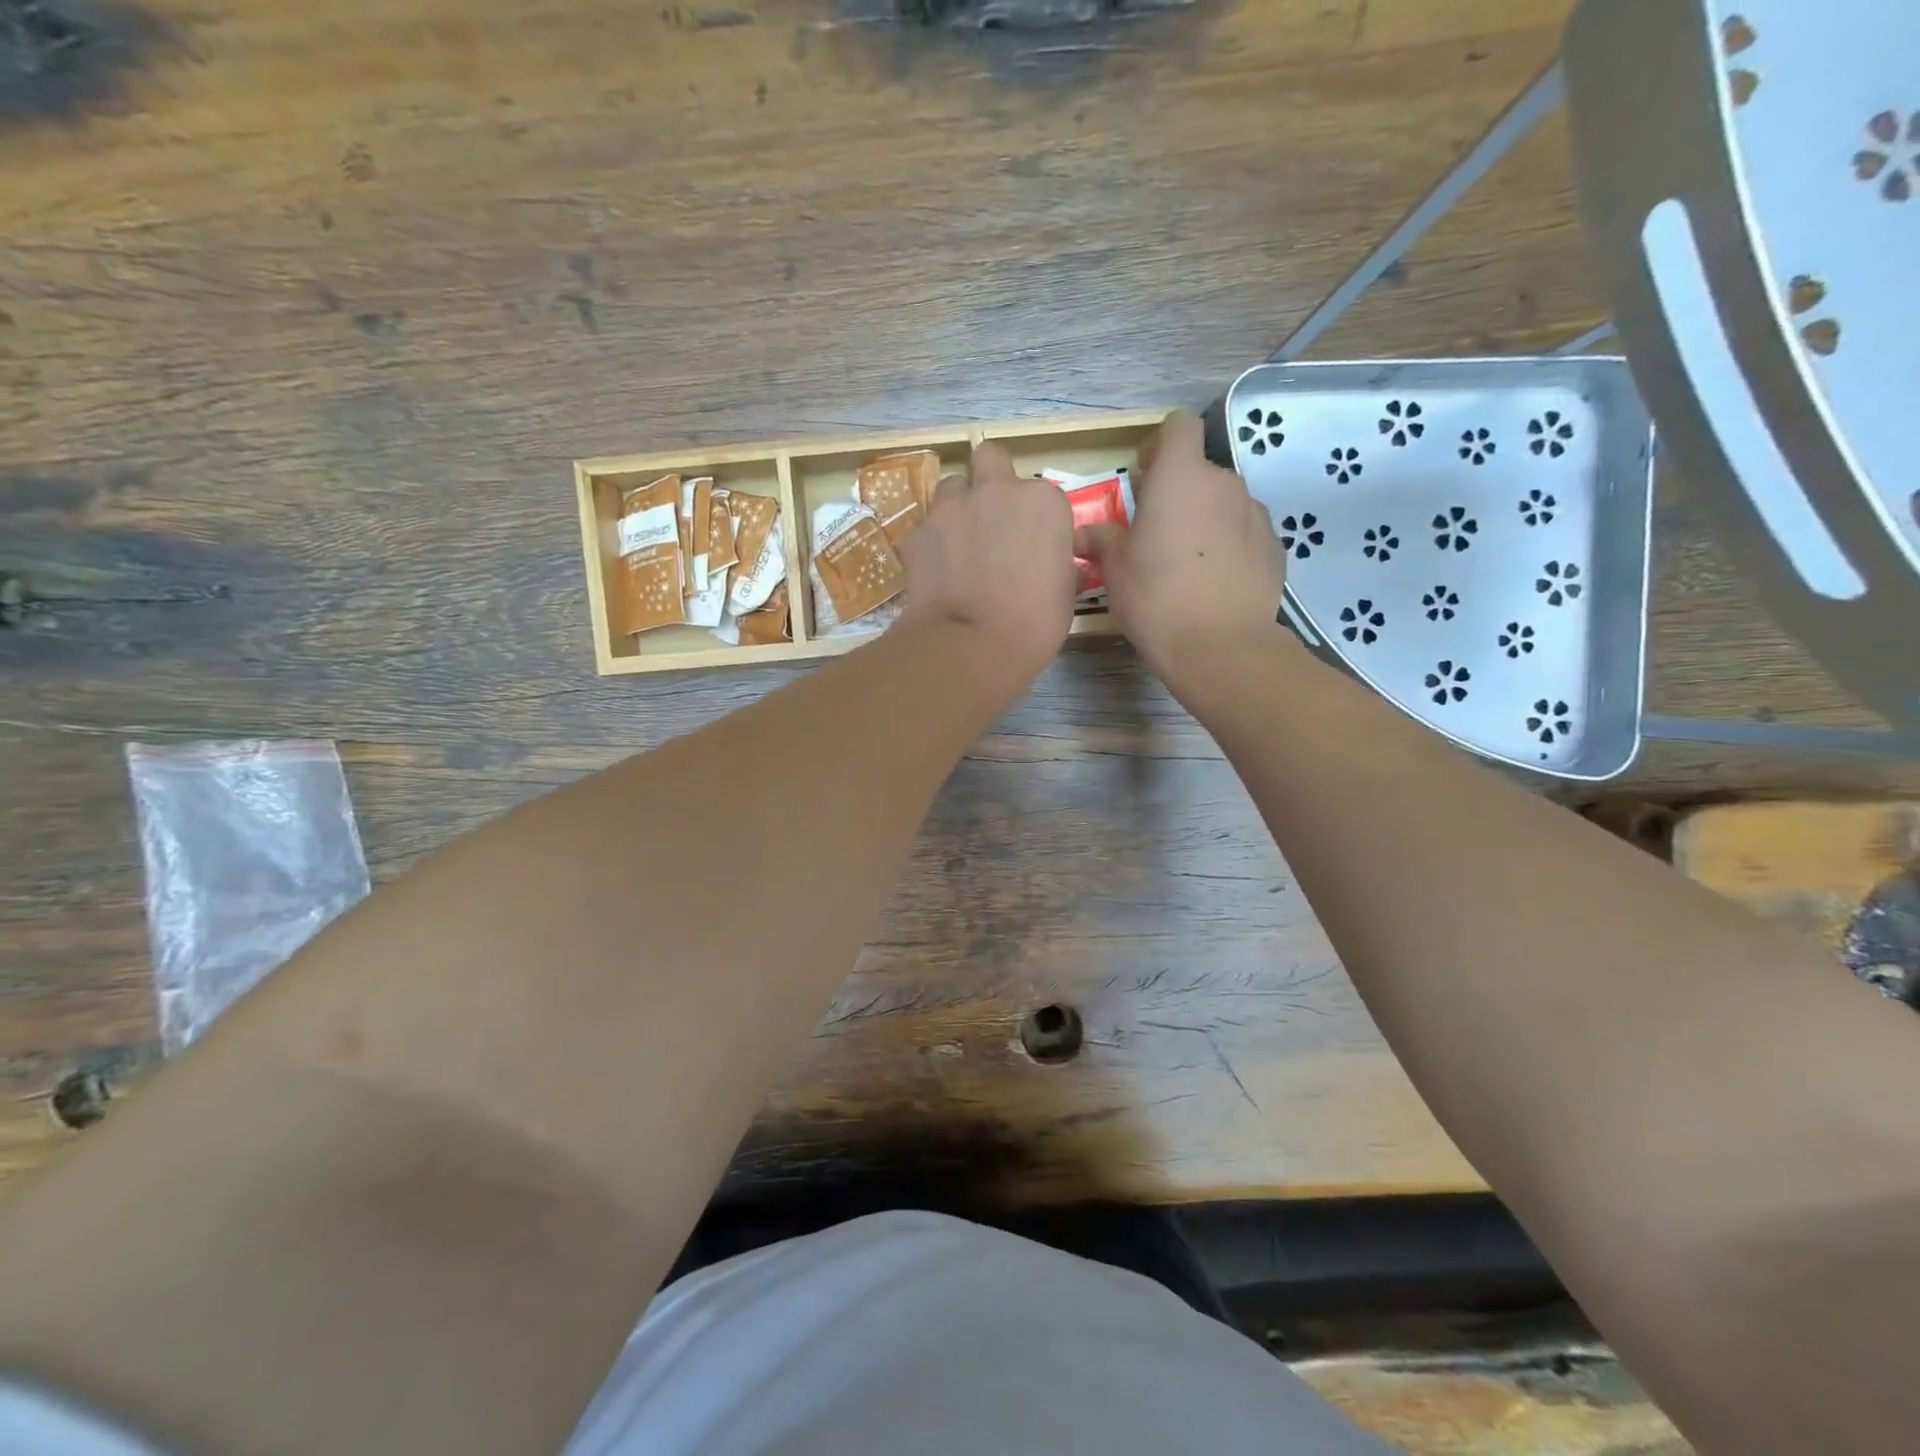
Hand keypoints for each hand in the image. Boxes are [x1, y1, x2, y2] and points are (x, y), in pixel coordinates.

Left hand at [898, 441, 1076, 677]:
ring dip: (957, 506)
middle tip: (990, 517)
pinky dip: (931, 542)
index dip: (1034, 517)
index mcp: (1043, 502)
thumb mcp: (1065, 594)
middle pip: (990, 459)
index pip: (1041, 494)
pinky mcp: (918, 531)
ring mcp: (952, 507)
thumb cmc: (1033, 624)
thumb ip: (1059, 565)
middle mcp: (997, 491)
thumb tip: (1056, 565)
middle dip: (989, 479)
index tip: (1032, 543)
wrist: (972, 644)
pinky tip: (935, 571)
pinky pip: (926, 526)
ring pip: (951, 485)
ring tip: (959, 542)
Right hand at [1076, 411, 1289, 690]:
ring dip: (1205, 520)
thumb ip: (1102, 539)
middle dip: (1179, 493)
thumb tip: (1083, 533)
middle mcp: (1223, 483)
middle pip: (1199, 472)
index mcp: (1181, 477)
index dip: (1160, 445)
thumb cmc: (1155, 597)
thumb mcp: (1115, 568)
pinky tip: (1213, 582)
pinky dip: (1229, 546)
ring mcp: (1255, 514)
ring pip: (1224, 504)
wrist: (1219, 645)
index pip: (1178, 427)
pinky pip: (1244, 533)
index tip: (1145, 477)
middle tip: (1156, 534)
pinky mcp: (1274, 546)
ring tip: (1187, 564)